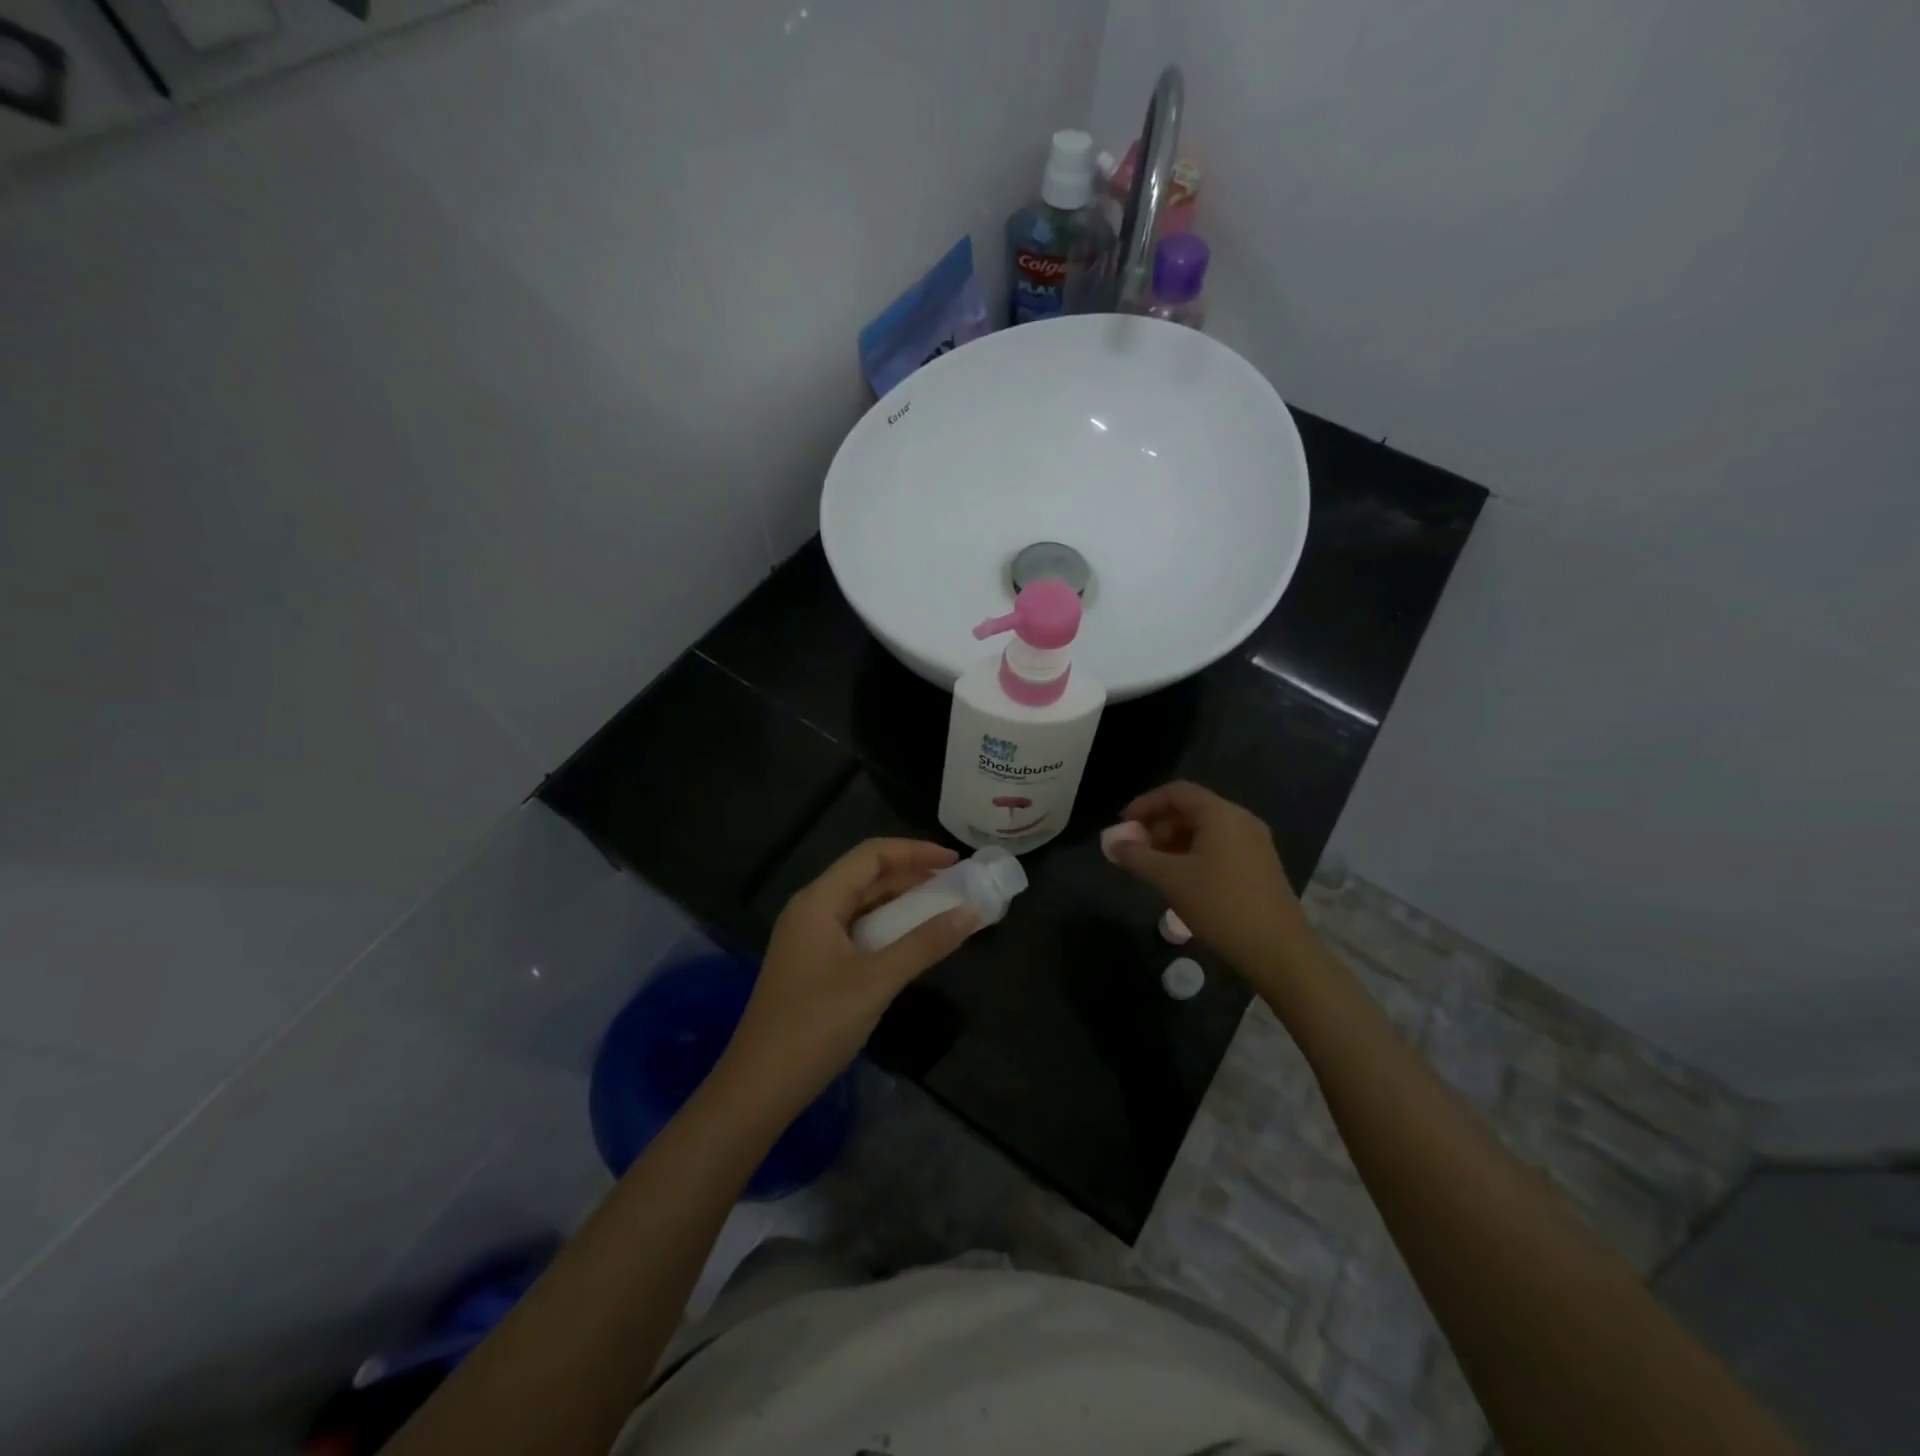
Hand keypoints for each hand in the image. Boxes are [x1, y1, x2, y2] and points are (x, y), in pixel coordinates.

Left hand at [717, 839, 979, 1114]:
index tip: (956, 862)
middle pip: (865, 876)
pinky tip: (909, 942)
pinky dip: (886, 928)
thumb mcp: (877, 980)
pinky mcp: (812, 964)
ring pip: (860, 904)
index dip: (915, 851)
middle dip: (911, 875)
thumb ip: (924, 943)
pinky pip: (855, 930)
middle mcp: (810, 910)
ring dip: (900, 902)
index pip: (871, 855)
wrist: (759, 1088)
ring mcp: (808, 938)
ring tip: (941, 908)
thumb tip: (971, 913)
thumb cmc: (816, 1024)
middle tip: (956, 885)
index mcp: (818, 900)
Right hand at [1102, 781, 1309, 986]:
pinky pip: (1221, 846)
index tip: (1123, 825)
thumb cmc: (1220, 905)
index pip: (1177, 792)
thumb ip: (1136, 856)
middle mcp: (1241, 820)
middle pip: (1192, 809)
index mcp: (1221, 814)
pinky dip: (1195, 853)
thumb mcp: (1170, 879)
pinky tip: (1182, 880)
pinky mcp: (1261, 866)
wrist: (1278, 951)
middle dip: (1159, 824)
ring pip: (1206, 829)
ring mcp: (1255, 843)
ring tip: (1154, 867)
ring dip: (1175, 841)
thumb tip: (1111, 842)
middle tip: (1136, 849)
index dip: (1145, 804)